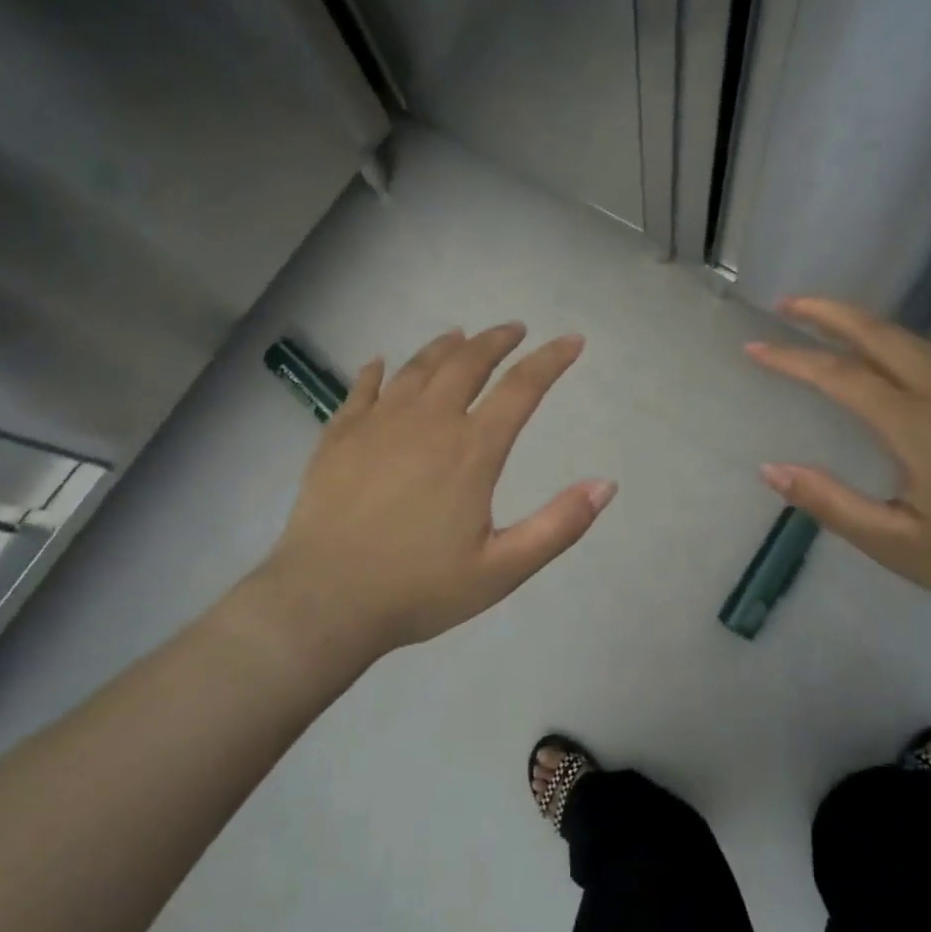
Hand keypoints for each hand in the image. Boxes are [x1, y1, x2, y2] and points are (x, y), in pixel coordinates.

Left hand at [255, 323, 615, 661]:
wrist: (324, 601)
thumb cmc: (418, 590)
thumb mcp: (502, 569)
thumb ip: (558, 525)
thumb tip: (606, 485)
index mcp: (471, 451)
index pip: (521, 388)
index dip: (551, 360)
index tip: (571, 341)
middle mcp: (427, 422)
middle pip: (468, 363)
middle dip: (497, 340)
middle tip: (514, 330)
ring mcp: (378, 424)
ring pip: (417, 367)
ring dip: (444, 346)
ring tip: (460, 336)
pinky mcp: (338, 435)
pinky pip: (362, 388)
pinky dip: (377, 370)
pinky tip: (381, 363)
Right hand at [746, 298, 930, 616]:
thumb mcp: (897, 545)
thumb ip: (832, 504)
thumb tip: (772, 469)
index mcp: (918, 427)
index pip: (842, 377)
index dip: (794, 359)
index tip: (754, 349)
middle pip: (880, 336)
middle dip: (829, 313)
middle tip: (786, 304)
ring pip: (909, 340)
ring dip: (861, 321)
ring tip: (822, 318)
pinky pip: (928, 354)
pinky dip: (889, 338)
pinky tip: (880, 352)